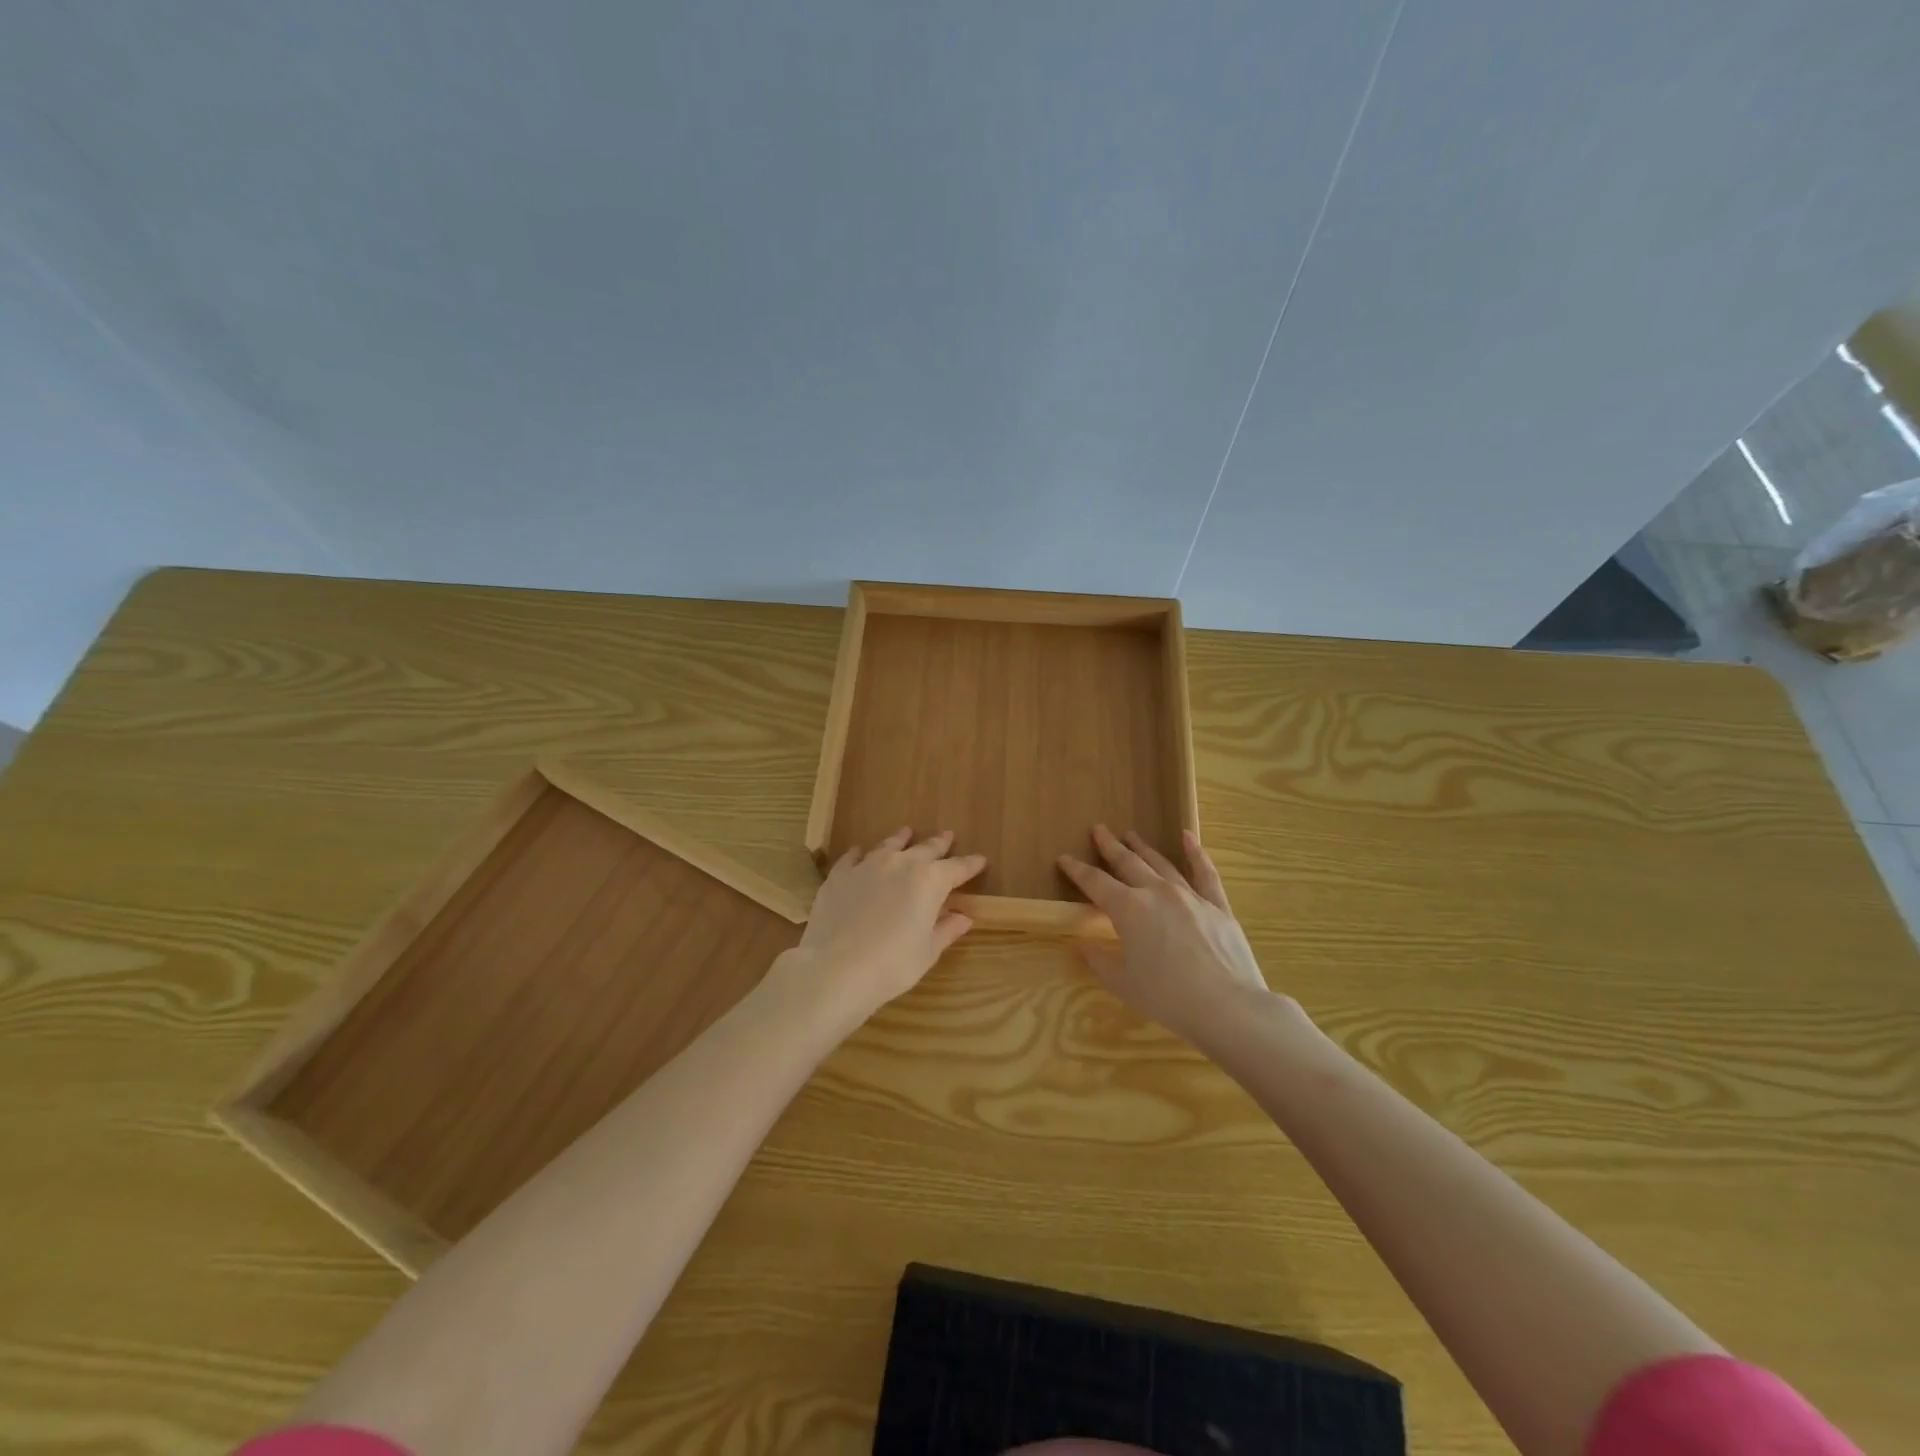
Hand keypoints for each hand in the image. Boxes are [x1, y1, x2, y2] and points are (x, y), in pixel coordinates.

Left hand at [786, 828, 986, 1022]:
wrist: (835, 968)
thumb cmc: (892, 965)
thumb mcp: (927, 951)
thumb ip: (946, 929)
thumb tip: (964, 917)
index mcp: (930, 881)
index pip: (957, 868)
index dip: (971, 864)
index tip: (981, 860)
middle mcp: (901, 864)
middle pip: (925, 848)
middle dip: (939, 844)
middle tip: (948, 836)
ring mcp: (867, 865)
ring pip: (889, 845)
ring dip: (901, 839)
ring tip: (907, 832)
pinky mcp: (840, 875)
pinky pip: (853, 856)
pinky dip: (861, 853)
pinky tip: (860, 851)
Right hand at [1058, 825, 1271, 1045]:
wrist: (1227, 1007)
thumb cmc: (1167, 998)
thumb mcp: (1123, 983)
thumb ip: (1099, 961)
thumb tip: (1083, 946)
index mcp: (1128, 909)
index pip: (1095, 883)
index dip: (1077, 870)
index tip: (1064, 858)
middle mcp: (1157, 893)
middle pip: (1128, 863)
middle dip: (1110, 846)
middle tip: (1099, 830)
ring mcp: (1190, 896)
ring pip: (1161, 864)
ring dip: (1143, 848)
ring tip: (1131, 835)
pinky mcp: (1217, 906)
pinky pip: (1205, 873)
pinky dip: (1195, 853)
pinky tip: (1188, 837)